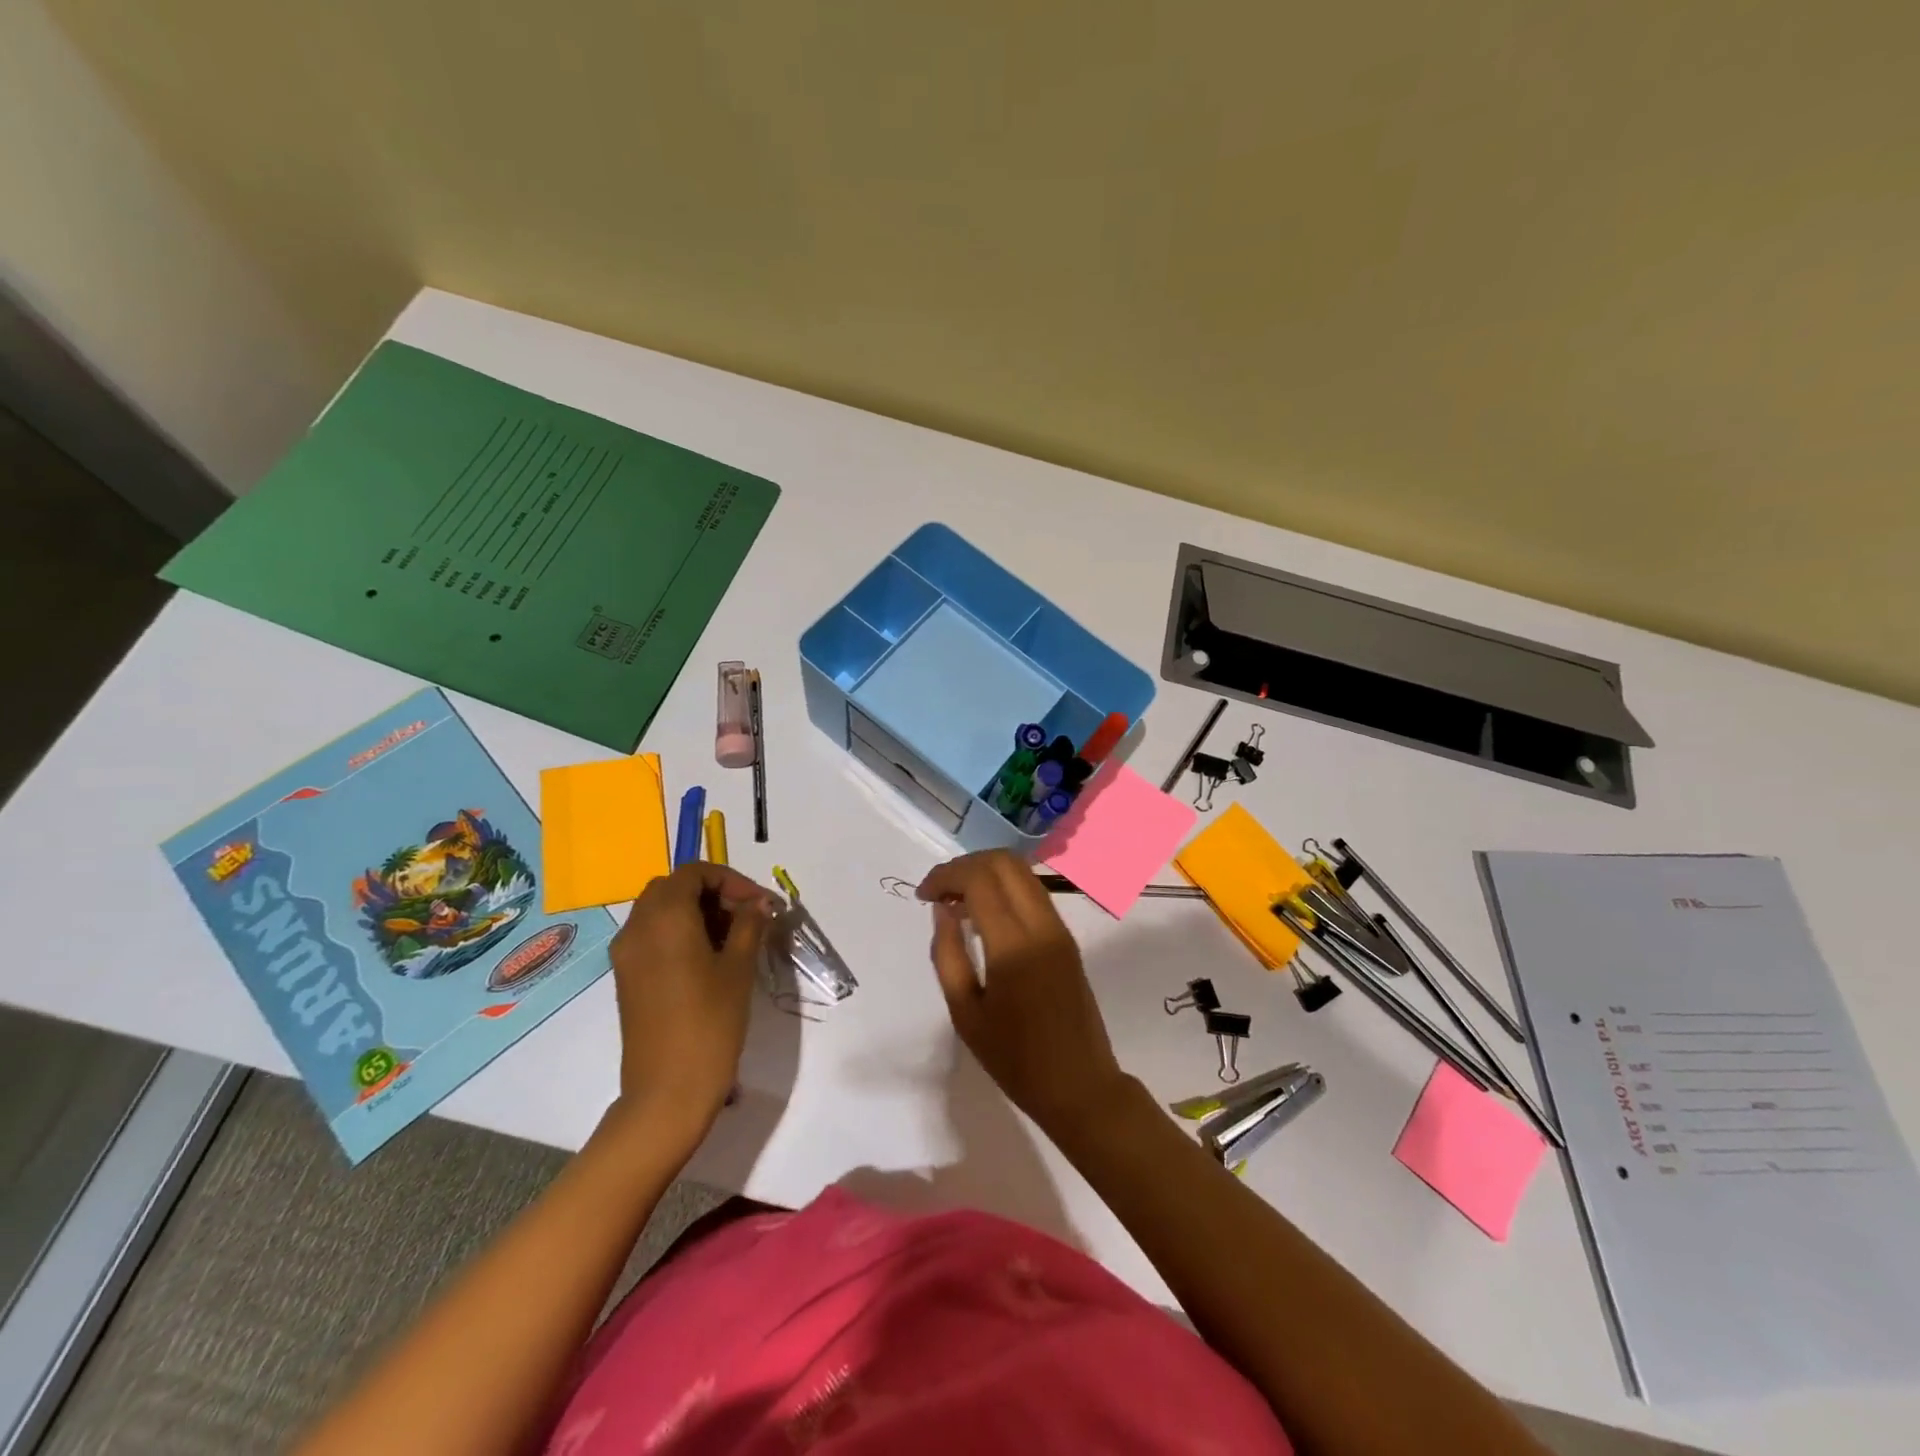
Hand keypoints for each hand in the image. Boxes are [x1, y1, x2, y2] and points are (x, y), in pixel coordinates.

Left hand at [609, 863, 772, 1146]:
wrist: (667, 1090)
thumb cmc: (709, 1023)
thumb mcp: (738, 968)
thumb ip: (749, 925)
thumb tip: (759, 903)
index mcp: (664, 917)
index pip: (694, 873)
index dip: (730, 880)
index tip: (758, 904)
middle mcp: (637, 927)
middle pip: (673, 887)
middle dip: (712, 892)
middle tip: (746, 916)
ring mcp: (626, 954)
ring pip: (659, 910)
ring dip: (695, 911)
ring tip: (732, 937)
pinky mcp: (626, 977)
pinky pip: (651, 935)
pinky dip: (678, 931)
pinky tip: (708, 957)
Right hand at [918, 851, 1131, 1138]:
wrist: (1080, 1086)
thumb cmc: (1015, 1059)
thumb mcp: (965, 1014)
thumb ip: (948, 954)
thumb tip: (942, 909)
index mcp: (1013, 945)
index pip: (979, 879)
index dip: (946, 875)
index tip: (923, 895)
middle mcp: (1041, 925)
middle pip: (1004, 862)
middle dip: (966, 865)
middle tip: (939, 892)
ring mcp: (1059, 928)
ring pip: (1022, 872)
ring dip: (986, 873)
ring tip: (956, 901)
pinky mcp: (1067, 937)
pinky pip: (1033, 892)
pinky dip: (1004, 888)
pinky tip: (983, 915)